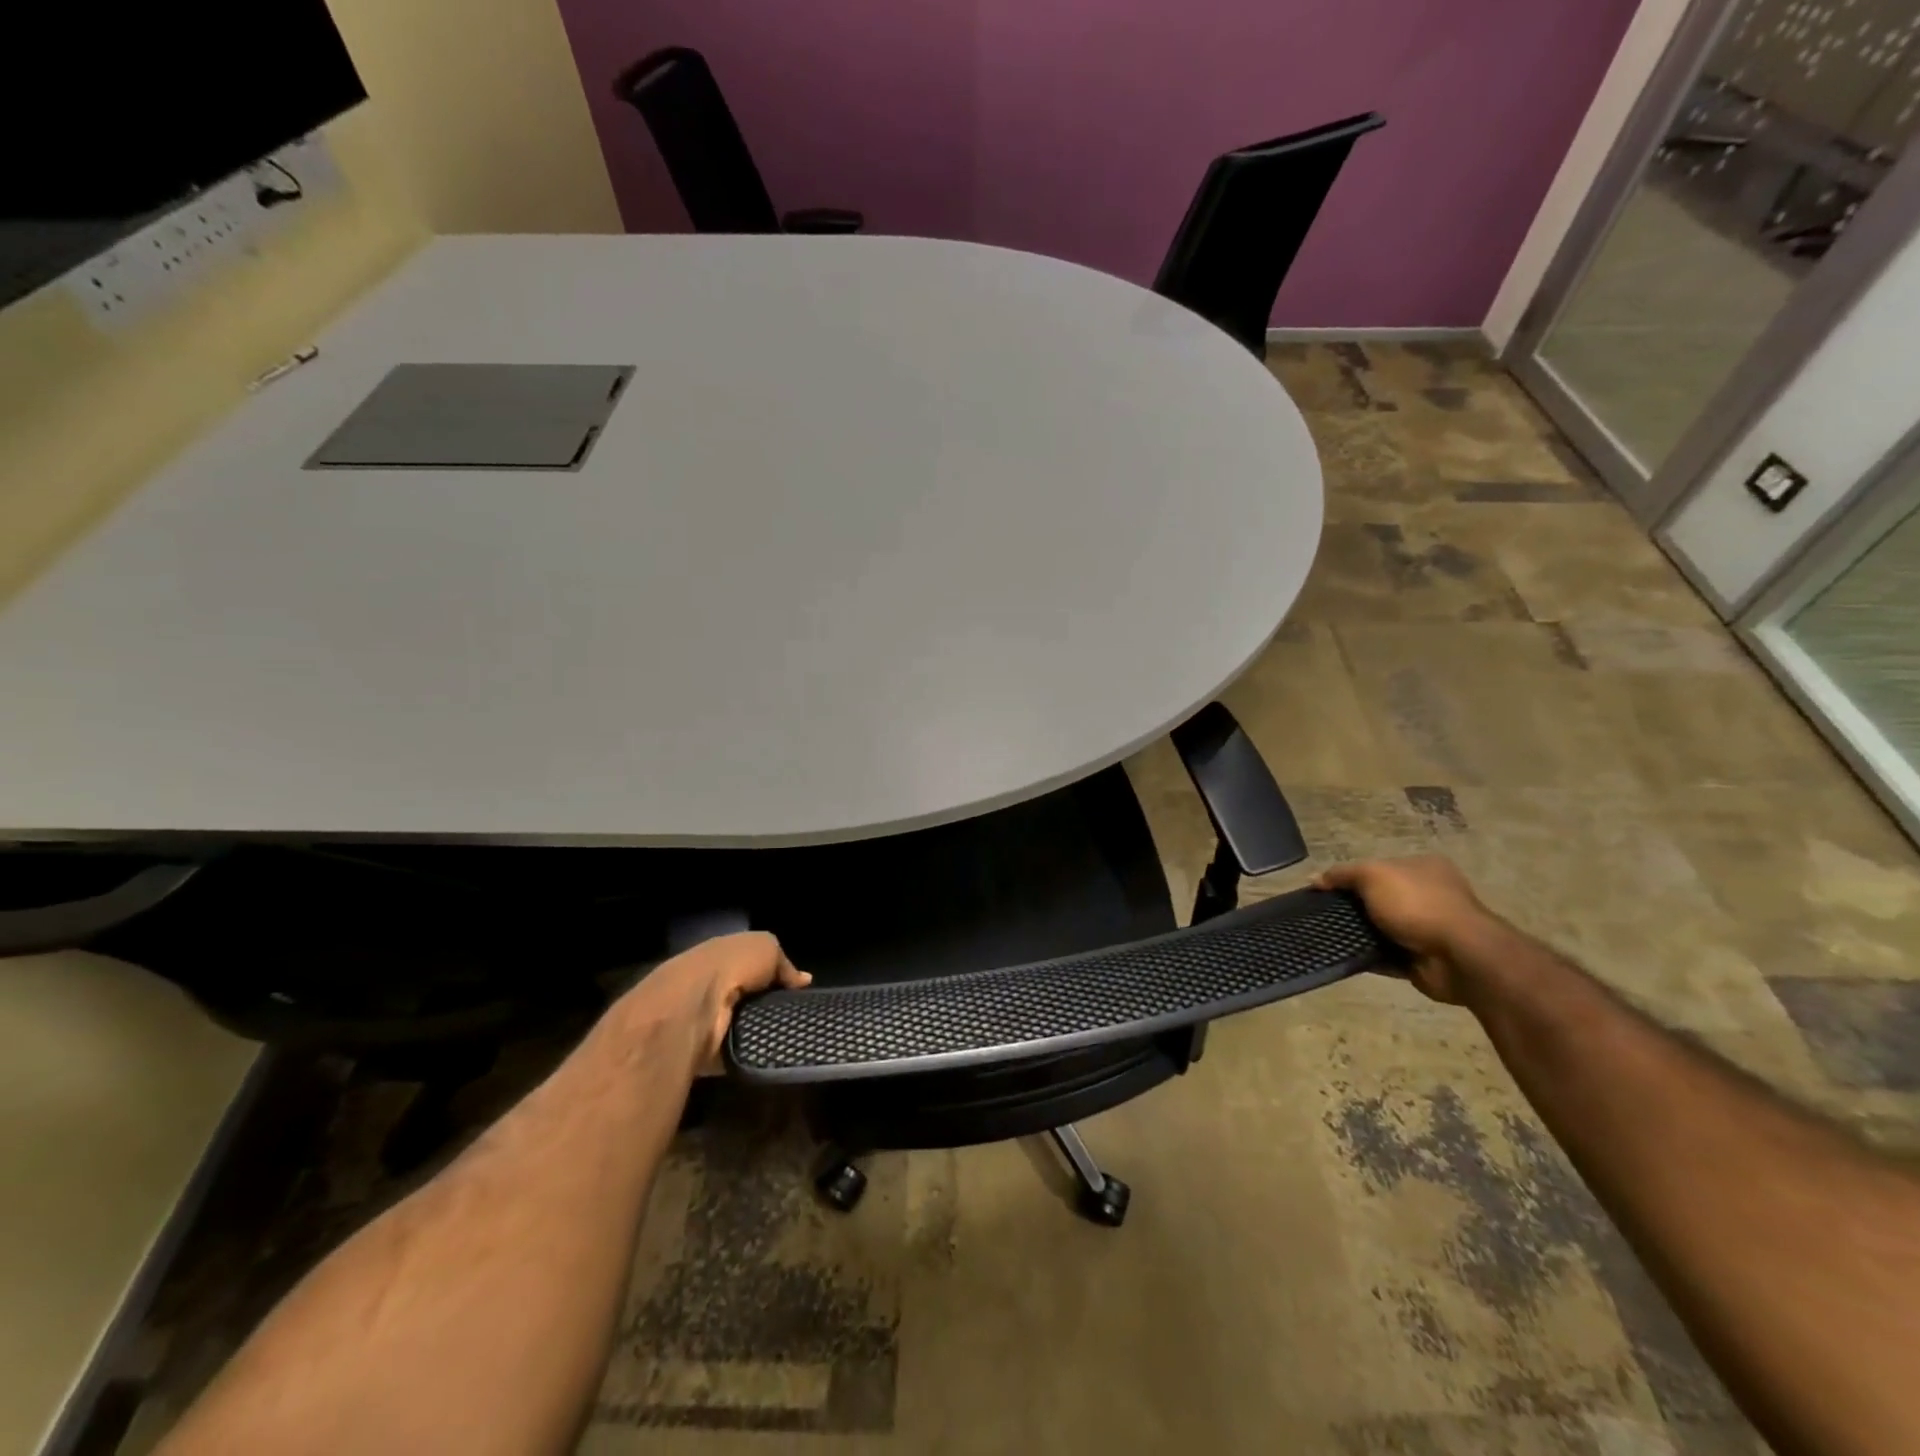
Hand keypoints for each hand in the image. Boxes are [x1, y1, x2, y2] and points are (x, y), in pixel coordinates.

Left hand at [618, 932, 810, 1068]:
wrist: (692, 1007)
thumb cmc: (730, 966)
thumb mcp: (766, 948)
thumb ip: (784, 963)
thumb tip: (802, 980)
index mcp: (720, 957)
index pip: (750, 965)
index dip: (774, 974)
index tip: (797, 989)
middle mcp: (710, 986)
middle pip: (747, 996)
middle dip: (768, 1004)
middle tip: (795, 1013)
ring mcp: (705, 1019)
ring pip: (743, 1023)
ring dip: (760, 1028)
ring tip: (786, 1033)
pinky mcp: (704, 1050)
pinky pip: (736, 1050)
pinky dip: (750, 1051)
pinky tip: (769, 1050)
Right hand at [1313, 857, 1499, 1004]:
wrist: (1459, 957)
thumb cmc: (1417, 905)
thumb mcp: (1373, 875)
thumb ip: (1342, 874)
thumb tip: (1315, 879)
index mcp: (1422, 867)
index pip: (1378, 867)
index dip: (1350, 876)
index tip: (1324, 889)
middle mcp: (1428, 895)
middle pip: (1378, 898)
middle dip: (1353, 906)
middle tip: (1321, 914)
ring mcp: (1427, 929)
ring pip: (1380, 928)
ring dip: (1358, 932)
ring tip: (1326, 935)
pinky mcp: (1421, 959)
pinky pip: (1385, 955)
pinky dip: (1367, 955)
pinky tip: (1344, 954)